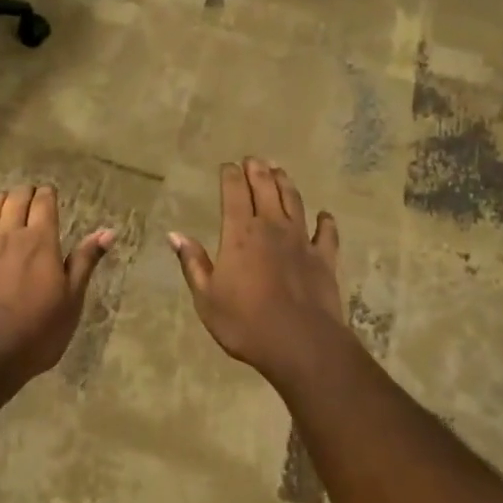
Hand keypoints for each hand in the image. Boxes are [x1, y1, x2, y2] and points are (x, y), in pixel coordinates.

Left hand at [0, 185, 114, 380]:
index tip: (52, 196)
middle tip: (35, 201)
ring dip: (5, 200)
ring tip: (12, 209)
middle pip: (17, 197)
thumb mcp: (71, 299)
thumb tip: (108, 232)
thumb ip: (85, 261)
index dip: (48, 194)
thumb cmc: (38, 329)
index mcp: (41, 240)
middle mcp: (11, 234)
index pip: (44, 201)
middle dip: (28, 193)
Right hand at [169, 158, 350, 382]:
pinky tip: (324, 215)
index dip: (230, 176)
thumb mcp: (207, 297)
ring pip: (294, 202)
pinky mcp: (324, 258)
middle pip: (266, 189)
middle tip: (254, 159)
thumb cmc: (245, 322)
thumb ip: (193, 263)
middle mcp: (272, 227)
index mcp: (240, 233)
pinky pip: (326, 233)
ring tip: (280, 171)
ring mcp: (301, 241)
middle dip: (258, 170)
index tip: (227, 166)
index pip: (234, 193)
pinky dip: (325, 221)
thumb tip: (175, 234)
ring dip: (286, 184)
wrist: (300, 344)